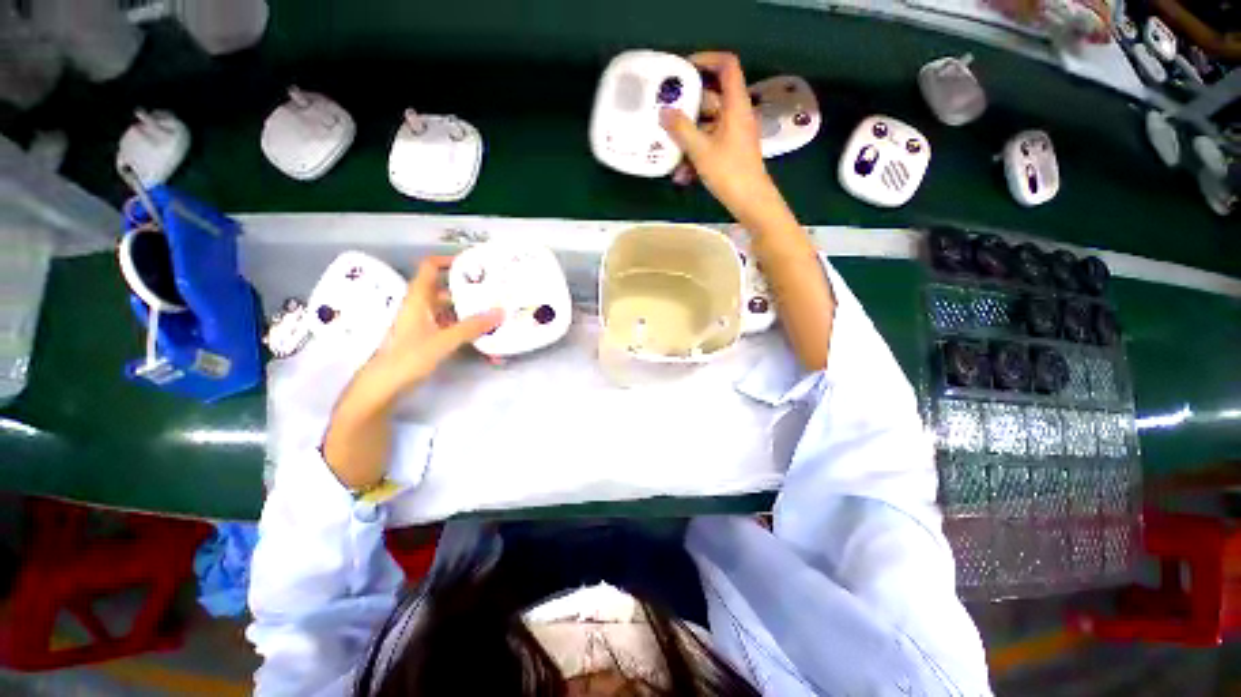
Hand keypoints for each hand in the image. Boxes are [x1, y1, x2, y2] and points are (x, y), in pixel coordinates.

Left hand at [323, 256, 501, 489]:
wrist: (382, 389)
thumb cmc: (407, 358)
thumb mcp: (442, 341)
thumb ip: (472, 326)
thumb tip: (500, 312)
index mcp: (418, 299)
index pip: (430, 268)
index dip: (450, 261)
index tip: (476, 264)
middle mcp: (421, 308)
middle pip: (446, 290)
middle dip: (470, 291)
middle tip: (496, 293)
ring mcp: (424, 325)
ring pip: (451, 311)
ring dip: (472, 314)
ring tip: (497, 318)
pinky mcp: (428, 341)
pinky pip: (452, 330)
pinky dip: (468, 333)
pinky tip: (486, 343)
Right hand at [660, 52, 784, 227]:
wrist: (751, 202)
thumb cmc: (729, 172)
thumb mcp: (701, 150)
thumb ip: (681, 129)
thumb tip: (664, 112)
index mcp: (735, 106)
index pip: (727, 66)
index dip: (706, 60)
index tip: (684, 69)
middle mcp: (736, 115)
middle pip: (712, 98)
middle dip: (688, 106)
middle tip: (666, 110)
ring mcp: (734, 135)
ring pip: (708, 125)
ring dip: (688, 137)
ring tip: (668, 148)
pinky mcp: (730, 152)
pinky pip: (710, 144)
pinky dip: (695, 154)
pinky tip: (681, 175)